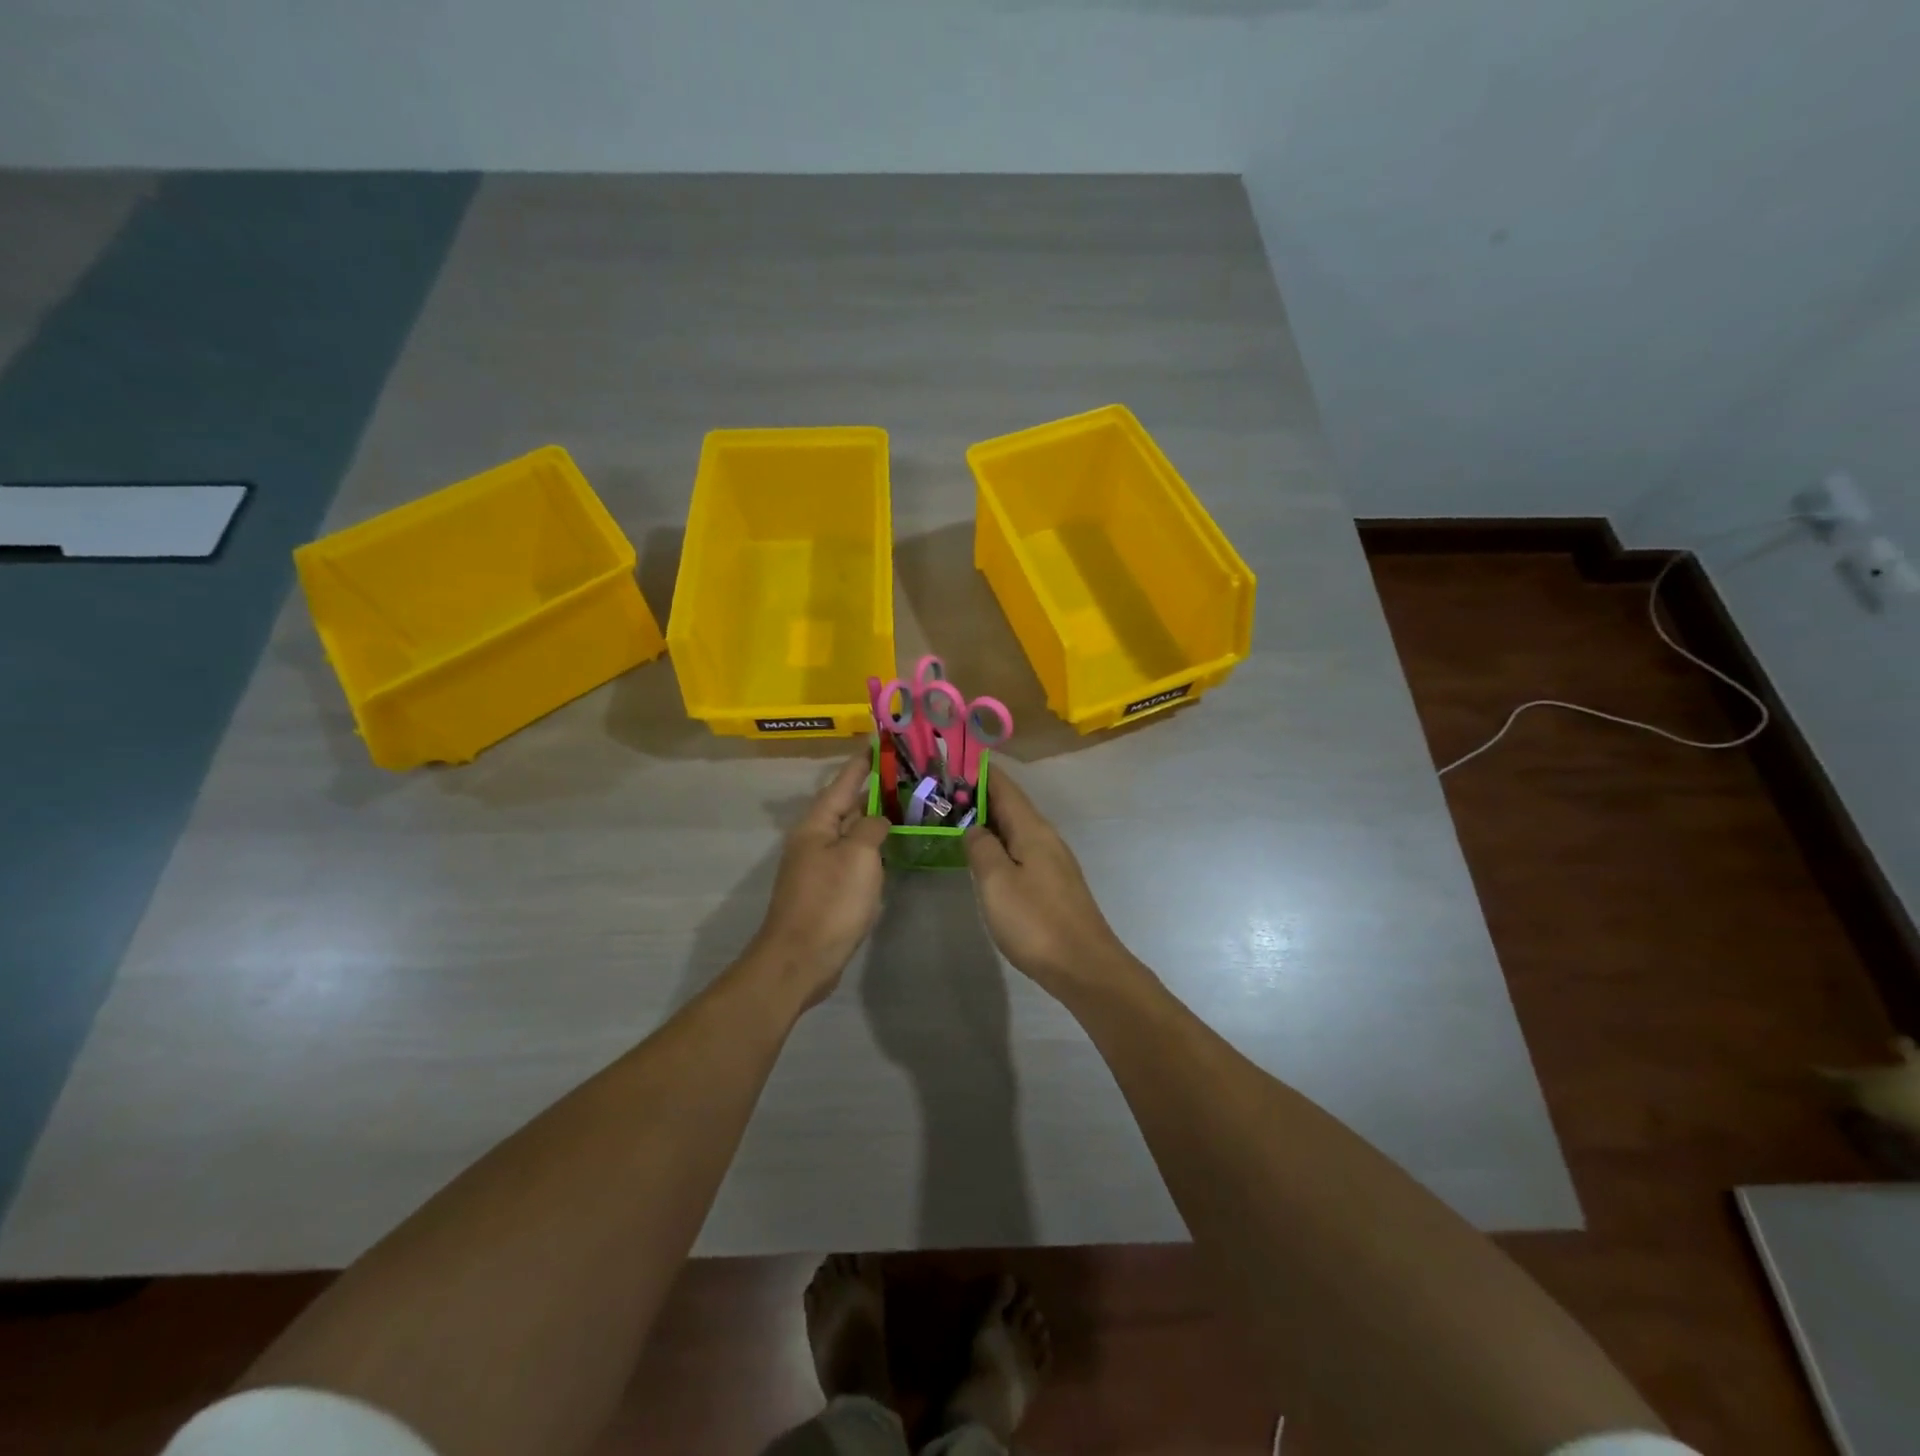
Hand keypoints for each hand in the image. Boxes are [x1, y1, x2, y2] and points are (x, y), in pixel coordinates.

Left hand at [748, 754, 890, 1009]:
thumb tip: (878, 820)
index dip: (864, 761)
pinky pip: (853, 856)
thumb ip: (871, 827)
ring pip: (851, 831)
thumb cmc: (830, 902)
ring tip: (907, 805)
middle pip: (847, 804)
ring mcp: (819, 864)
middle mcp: (814, 838)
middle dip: (875, 788)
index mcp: (817, 823)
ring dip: (875, 818)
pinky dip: (873, 847)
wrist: (800, 959)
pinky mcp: (827, 888)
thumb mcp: (858, 856)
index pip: (844, 781)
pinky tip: (892, 848)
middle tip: (908, 774)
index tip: (882, 739)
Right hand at [964, 769, 1137, 1001]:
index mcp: (1032, 829)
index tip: (951, 761)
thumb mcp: (997, 881)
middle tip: (941, 792)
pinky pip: (1020, 849)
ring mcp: (1052, 860)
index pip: (1003, 786)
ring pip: (1015, 828)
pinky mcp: (1053, 883)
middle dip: (978, 795)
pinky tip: (984, 856)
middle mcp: (1045, 837)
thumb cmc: (1036, 921)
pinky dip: (999, 843)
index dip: (978, 772)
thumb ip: (981, 847)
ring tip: (955, 819)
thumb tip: (973, 826)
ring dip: (988, 820)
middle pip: (1010, 805)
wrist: (1083, 966)